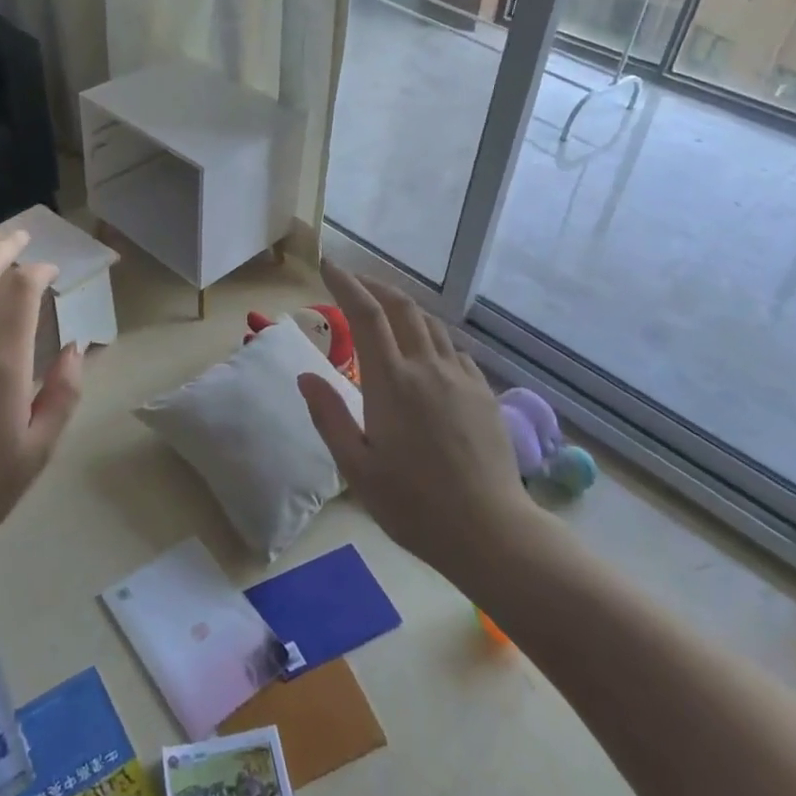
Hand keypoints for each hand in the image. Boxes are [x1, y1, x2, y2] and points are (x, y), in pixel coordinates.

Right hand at [296, 260, 530, 576]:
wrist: (490, 529)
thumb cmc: (413, 504)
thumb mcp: (356, 468)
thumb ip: (329, 416)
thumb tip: (305, 375)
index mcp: (391, 382)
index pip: (365, 314)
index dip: (346, 284)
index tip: (329, 265)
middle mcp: (427, 367)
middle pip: (402, 307)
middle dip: (375, 285)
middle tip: (353, 280)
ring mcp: (460, 377)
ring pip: (430, 324)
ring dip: (404, 307)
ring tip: (385, 308)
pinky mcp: (483, 392)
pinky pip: (452, 348)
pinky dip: (429, 335)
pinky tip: (424, 350)